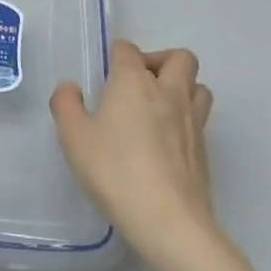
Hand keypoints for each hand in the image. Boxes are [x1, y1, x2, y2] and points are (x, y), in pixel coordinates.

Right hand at [51, 42, 216, 254]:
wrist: (169, 221)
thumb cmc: (115, 171)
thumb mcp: (73, 136)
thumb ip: (66, 104)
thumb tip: (71, 88)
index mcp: (134, 82)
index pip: (128, 49)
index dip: (116, 56)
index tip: (105, 77)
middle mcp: (168, 92)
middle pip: (179, 57)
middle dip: (160, 61)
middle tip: (137, 84)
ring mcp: (192, 121)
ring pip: (198, 86)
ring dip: (180, 87)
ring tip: (156, 108)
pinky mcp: (204, 150)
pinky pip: (199, 119)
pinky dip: (185, 118)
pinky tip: (164, 141)